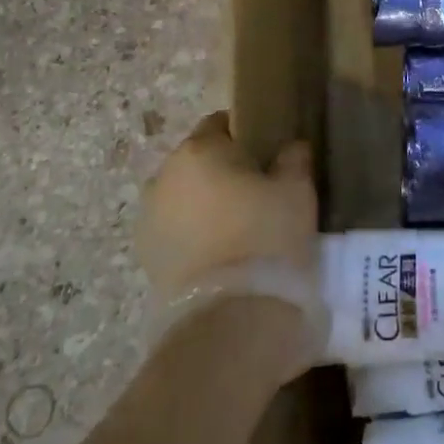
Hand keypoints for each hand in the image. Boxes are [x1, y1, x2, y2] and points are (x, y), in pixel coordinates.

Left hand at [139, 112, 318, 299]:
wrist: (230, 319)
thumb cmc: (266, 236)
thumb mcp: (297, 189)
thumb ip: (293, 158)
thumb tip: (289, 148)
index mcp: (199, 149)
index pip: (219, 124)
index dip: (244, 136)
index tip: (267, 155)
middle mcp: (164, 176)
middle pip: (198, 161)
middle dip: (222, 171)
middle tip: (256, 193)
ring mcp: (149, 220)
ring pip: (184, 197)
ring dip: (204, 204)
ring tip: (238, 228)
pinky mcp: (145, 259)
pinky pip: (175, 231)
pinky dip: (193, 235)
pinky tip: (220, 255)